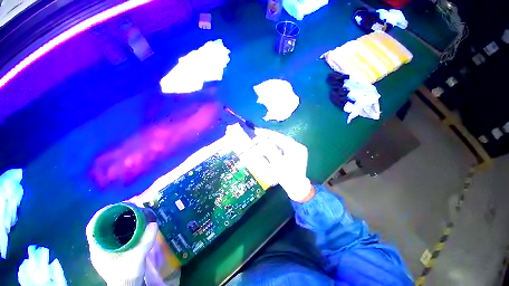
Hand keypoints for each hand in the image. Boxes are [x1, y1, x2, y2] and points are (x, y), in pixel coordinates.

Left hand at [86, 205, 158, 284]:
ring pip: (108, 229)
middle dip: (113, 214)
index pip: (93, 228)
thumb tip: (154, 223)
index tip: (116, 207)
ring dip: (119, 219)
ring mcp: (106, 248)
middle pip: (101, 225)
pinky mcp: (113, 249)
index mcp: (98, 248)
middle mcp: (99, 246)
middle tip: (129, 207)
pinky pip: (115, 233)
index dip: (102, 215)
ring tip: (133, 212)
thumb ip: (144, 242)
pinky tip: (133, 224)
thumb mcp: (137, 258)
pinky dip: (122, 226)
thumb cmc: (127, 274)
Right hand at [253, 128, 312, 201]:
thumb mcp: (277, 164)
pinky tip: (264, 151)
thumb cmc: (287, 178)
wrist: (296, 189)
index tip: (256, 132)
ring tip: (257, 146)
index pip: (278, 137)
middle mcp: (296, 146)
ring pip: (278, 143)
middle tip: (255, 139)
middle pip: (278, 139)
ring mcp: (294, 150)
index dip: (266, 134)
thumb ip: (269, 150)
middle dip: (265, 139)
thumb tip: (261, 138)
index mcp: (295, 147)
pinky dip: (271, 149)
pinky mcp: (291, 154)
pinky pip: (280, 148)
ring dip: (267, 144)